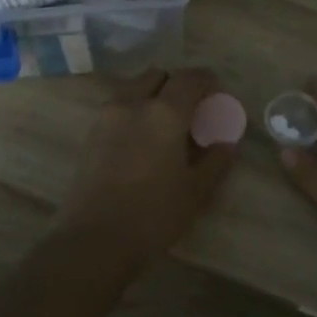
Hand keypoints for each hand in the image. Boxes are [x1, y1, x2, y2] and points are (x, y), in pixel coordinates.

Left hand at [52, 68, 238, 270]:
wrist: (93, 241)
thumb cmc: (153, 215)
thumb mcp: (195, 192)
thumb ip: (215, 161)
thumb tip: (226, 142)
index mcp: (164, 112)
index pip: (189, 78)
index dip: (206, 81)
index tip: (216, 94)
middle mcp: (133, 104)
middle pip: (157, 76)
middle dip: (176, 84)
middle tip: (190, 109)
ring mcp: (106, 118)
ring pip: (133, 89)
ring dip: (152, 96)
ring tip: (164, 126)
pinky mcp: (90, 135)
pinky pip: (117, 109)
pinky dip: (133, 112)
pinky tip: (141, 141)